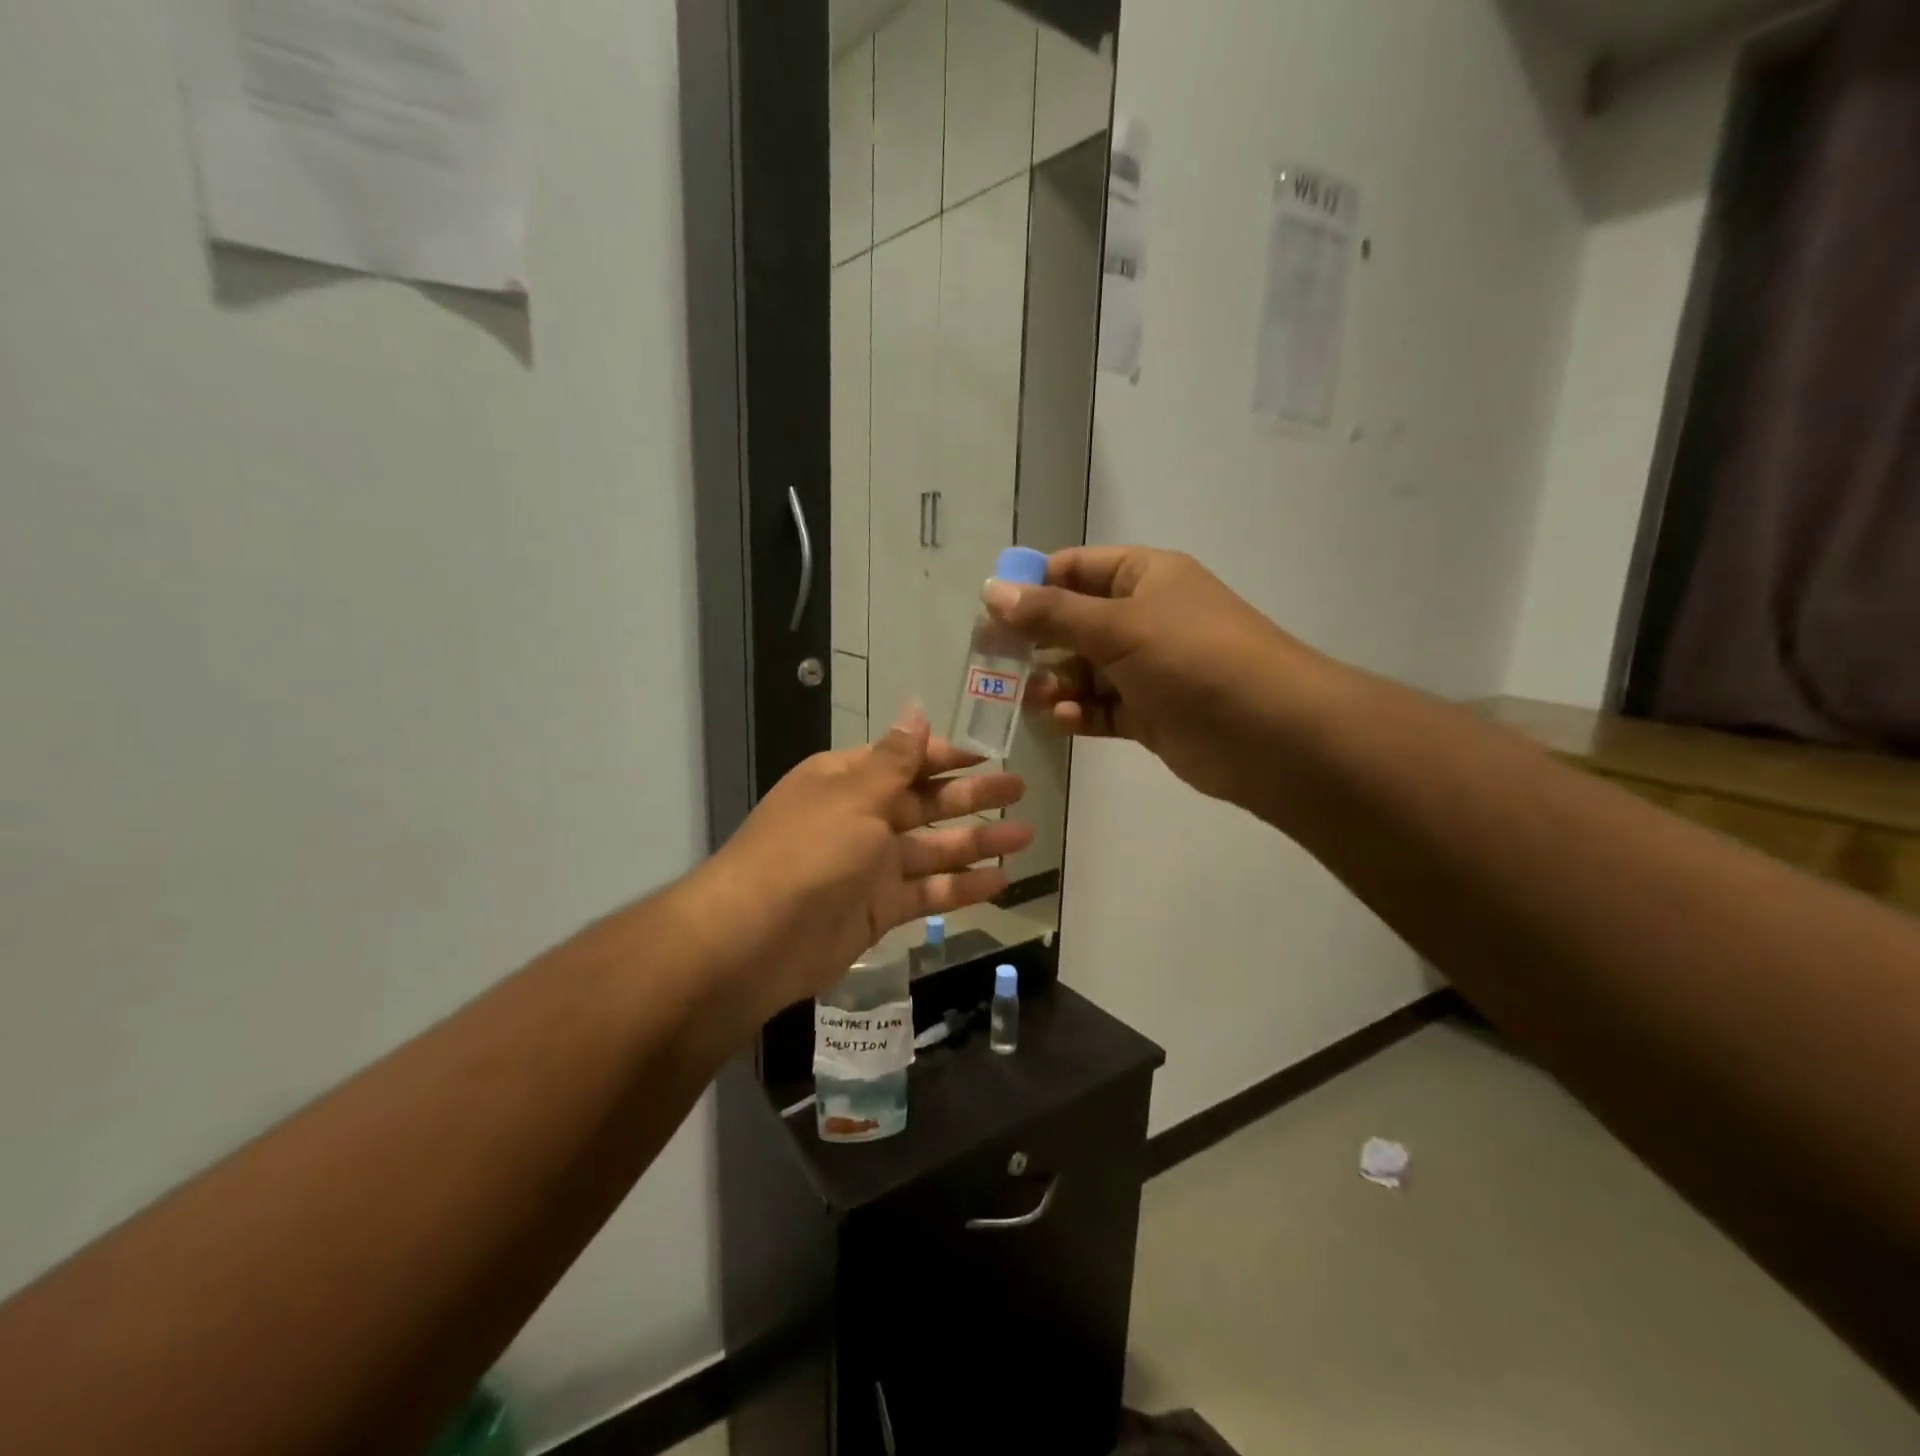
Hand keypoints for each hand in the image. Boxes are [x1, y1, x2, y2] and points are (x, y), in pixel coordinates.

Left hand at [690, 707, 1032, 1023]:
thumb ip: (895, 759)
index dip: (947, 756)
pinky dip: (962, 887)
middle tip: (1020, 790)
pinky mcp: (879, 909)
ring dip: (978, 842)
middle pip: (926, 802)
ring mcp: (871, 866)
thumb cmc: (808, 851)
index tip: (988, 755)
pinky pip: (928, 892)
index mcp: (848, 780)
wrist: (755, 939)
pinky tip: (1001, 881)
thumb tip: (915, 709)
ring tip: (1025, 835)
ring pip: (934, 849)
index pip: (906, 760)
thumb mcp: (854, 795)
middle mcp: (861, 818)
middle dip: (972, 796)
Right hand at [983, 546, 1331, 808]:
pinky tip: (1066, 721)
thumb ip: (1052, 613)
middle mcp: (1145, 617)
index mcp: (1144, 577)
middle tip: (996, 665)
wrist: (1271, 734)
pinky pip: (1102, 707)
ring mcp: (1149, 668)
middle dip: (1037, 643)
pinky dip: (1081, 713)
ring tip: (1036, 700)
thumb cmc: (1194, 660)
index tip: (990, 613)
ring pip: (1084, 670)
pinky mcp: (1152, 713)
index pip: (1074, 569)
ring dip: (1056, 683)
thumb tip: (992, 590)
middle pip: (1073, 623)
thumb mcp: (1118, 627)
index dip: (1031, 586)